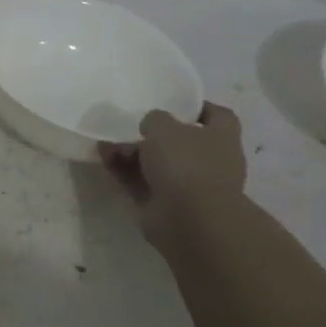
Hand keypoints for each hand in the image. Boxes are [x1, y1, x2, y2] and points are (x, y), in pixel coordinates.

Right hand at [100, 103, 247, 256]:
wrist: (189, 221)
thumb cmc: (186, 163)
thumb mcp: (164, 127)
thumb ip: (155, 119)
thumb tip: (152, 125)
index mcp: (222, 138)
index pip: (217, 116)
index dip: (198, 108)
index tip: (175, 105)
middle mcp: (209, 162)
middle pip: (180, 143)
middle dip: (153, 135)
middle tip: (128, 125)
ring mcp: (187, 187)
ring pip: (156, 164)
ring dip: (131, 153)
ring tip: (106, 142)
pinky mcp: (164, 206)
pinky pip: (141, 183)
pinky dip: (124, 171)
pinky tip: (104, 157)